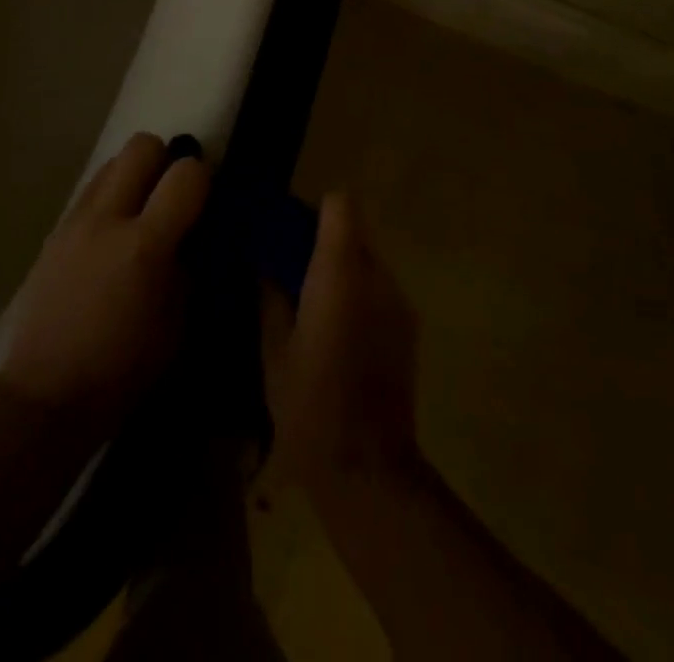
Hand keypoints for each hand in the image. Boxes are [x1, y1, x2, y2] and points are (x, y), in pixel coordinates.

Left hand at [0, 132, 209, 427]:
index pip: (186, 174)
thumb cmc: (122, 371)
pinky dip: (108, 199)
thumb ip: (187, 268)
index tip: (203, 200)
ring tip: (138, 215)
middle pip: (142, 145)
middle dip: (163, 160)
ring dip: (133, 178)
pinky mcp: (54, 232)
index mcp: (145, 245)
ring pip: (112, 162)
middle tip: (169, 196)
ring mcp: (75, 221)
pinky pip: (89, 192)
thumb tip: (189, 237)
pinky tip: (109, 238)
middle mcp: (107, 219)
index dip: (202, 178)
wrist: (45, 395)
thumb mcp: (177, 326)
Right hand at [262, 192, 420, 490]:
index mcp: (340, 272)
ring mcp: (399, 301)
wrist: (367, 469)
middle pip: (354, 230)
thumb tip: (264, 263)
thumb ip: (270, 294)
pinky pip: (379, 288)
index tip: (290, 231)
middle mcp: (377, 275)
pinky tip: (337, 331)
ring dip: (341, 268)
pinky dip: (358, 293)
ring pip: (367, 260)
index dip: (315, 210)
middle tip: (291, 268)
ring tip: (311, 303)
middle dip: (323, 240)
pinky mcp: (409, 326)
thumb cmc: (310, 404)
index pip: (341, 204)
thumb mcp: (273, 348)